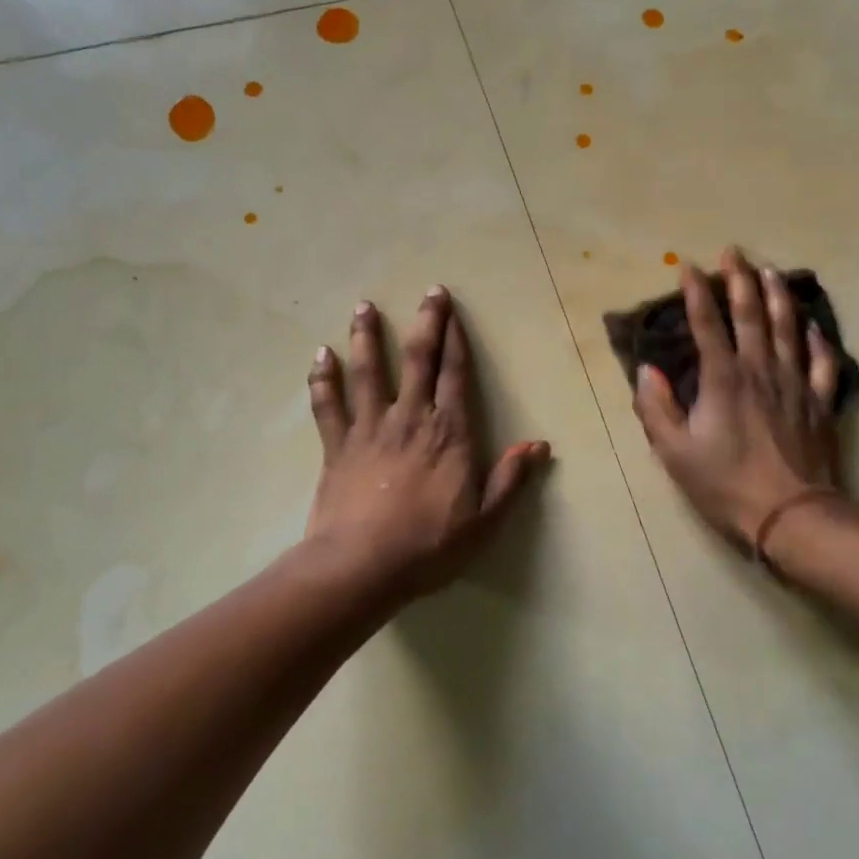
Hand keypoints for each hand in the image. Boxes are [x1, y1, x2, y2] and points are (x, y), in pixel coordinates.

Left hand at [304, 287, 549, 600]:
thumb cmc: (429, 545)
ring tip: (365, 306)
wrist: (361, 567)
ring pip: (368, 371)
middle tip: (428, 292)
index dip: (455, 339)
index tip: (453, 310)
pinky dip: (323, 379)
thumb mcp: (484, 521)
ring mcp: (369, 429)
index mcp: (448, 432)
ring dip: (367, 337)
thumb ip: (511, 480)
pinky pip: (328, 405)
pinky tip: (320, 355)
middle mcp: (410, 418)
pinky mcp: (336, 446)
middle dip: (425, 323)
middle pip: (417, 360)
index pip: (455, 374)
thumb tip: (538, 445)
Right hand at [633, 249, 846, 548]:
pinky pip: (823, 363)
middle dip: (740, 280)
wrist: (791, 515)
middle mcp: (760, 370)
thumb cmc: (726, 484)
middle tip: (734, 252)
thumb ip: (657, 409)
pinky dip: (819, 341)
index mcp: (723, 379)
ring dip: (778, 297)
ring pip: (788, 329)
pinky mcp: (819, 403)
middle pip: (751, 315)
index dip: (696, 293)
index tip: (688, 266)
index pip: (707, 325)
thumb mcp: (675, 453)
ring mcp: (795, 384)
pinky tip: (814, 326)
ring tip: (771, 271)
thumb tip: (647, 371)